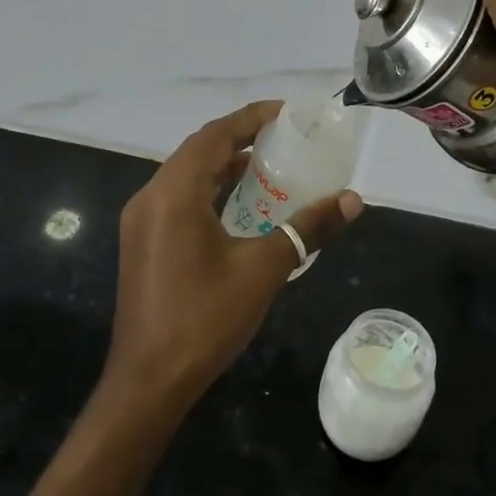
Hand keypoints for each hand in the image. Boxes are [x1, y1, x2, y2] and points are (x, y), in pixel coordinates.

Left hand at [106, 101, 363, 412]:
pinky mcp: (143, 243)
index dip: (251, 118)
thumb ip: (308, 229)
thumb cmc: (204, 319)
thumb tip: (353, 199)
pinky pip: (178, 200)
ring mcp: (142, 222)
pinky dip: (209, 191)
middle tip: (284, 139)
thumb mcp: (264, 270)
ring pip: (186, 176)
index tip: (286, 114)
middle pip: (198, 151)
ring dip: (224, 166)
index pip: (215, 136)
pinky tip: (239, 207)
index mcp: (174, 194)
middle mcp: (151, 198)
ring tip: (270, 167)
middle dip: (240, 139)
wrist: (148, 382)